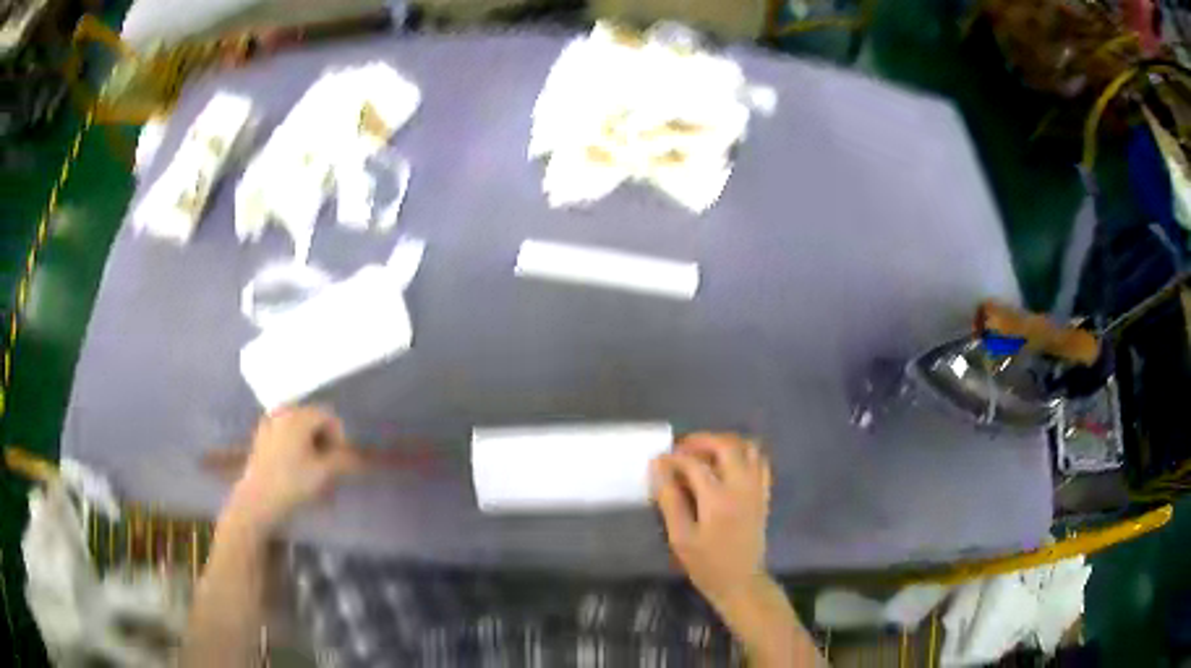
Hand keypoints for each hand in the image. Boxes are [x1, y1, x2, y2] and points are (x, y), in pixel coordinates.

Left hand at [226, 405, 362, 531]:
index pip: (329, 416)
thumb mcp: (324, 473)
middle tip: (330, 466)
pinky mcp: (260, 438)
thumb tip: (359, 457)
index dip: (340, 437)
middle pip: (312, 419)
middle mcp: (282, 412)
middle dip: (325, 440)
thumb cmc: (292, 483)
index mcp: (298, 415)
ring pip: (298, 428)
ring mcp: (268, 424)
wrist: (257, 500)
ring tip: (314, 469)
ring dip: (310, 444)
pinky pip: (284, 435)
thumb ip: (344, 461)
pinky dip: (295, 446)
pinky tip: (296, 468)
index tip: (342, 461)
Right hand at [651, 433, 771, 602]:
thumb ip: (670, 500)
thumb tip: (659, 468)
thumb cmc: (707, 564)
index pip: (694, 463)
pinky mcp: (764, 494)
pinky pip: (760, 461)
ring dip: (725, 443)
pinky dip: (743, 454)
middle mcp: (741, 486)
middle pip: (726, 445)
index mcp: (718, 497)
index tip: (657, 461)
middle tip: (681, 450)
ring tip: (704, 454)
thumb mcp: (681, 537)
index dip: (673, 458)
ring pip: (748, 447)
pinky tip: (727, 465)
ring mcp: (756, 488)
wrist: (742, 582)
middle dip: (701, 441)